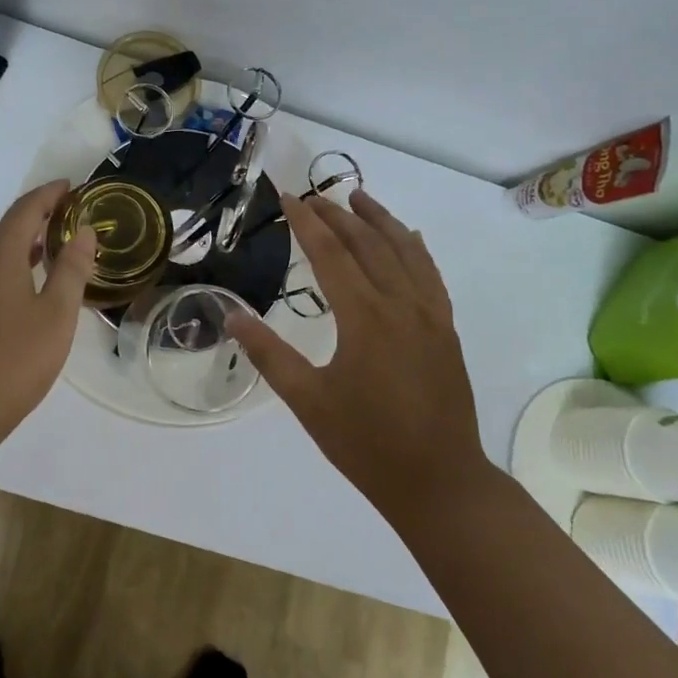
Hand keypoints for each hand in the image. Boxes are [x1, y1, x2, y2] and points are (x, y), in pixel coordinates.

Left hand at [0, 181, 96, 444]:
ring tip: (48, 250)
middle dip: (35, 217)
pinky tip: (20, 290)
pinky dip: (5, 268)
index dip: (49, 194)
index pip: (25, 209)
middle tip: (66, 218)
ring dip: (19, 244)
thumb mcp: (56, 315)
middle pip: (5, 228)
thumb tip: (82, 231)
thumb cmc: (13, 361)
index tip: (71, 186)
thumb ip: (71, 269)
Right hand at [226, 190, 491, 517]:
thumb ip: (269, 355)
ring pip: (404, 250)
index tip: (288, 196)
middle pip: (367, 243)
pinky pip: (430, 274)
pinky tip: (408, 237)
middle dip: (338, 214)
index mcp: (364, 317)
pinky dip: (415, 248)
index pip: (330, 253)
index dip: (307, 221)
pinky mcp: (446, 328)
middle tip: (312, 195)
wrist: (439, 481)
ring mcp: (430, 314)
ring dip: (380, 220)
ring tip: (358, 197)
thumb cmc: (367, 443)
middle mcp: (400, 303)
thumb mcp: (308, 401)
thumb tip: (231, 318)